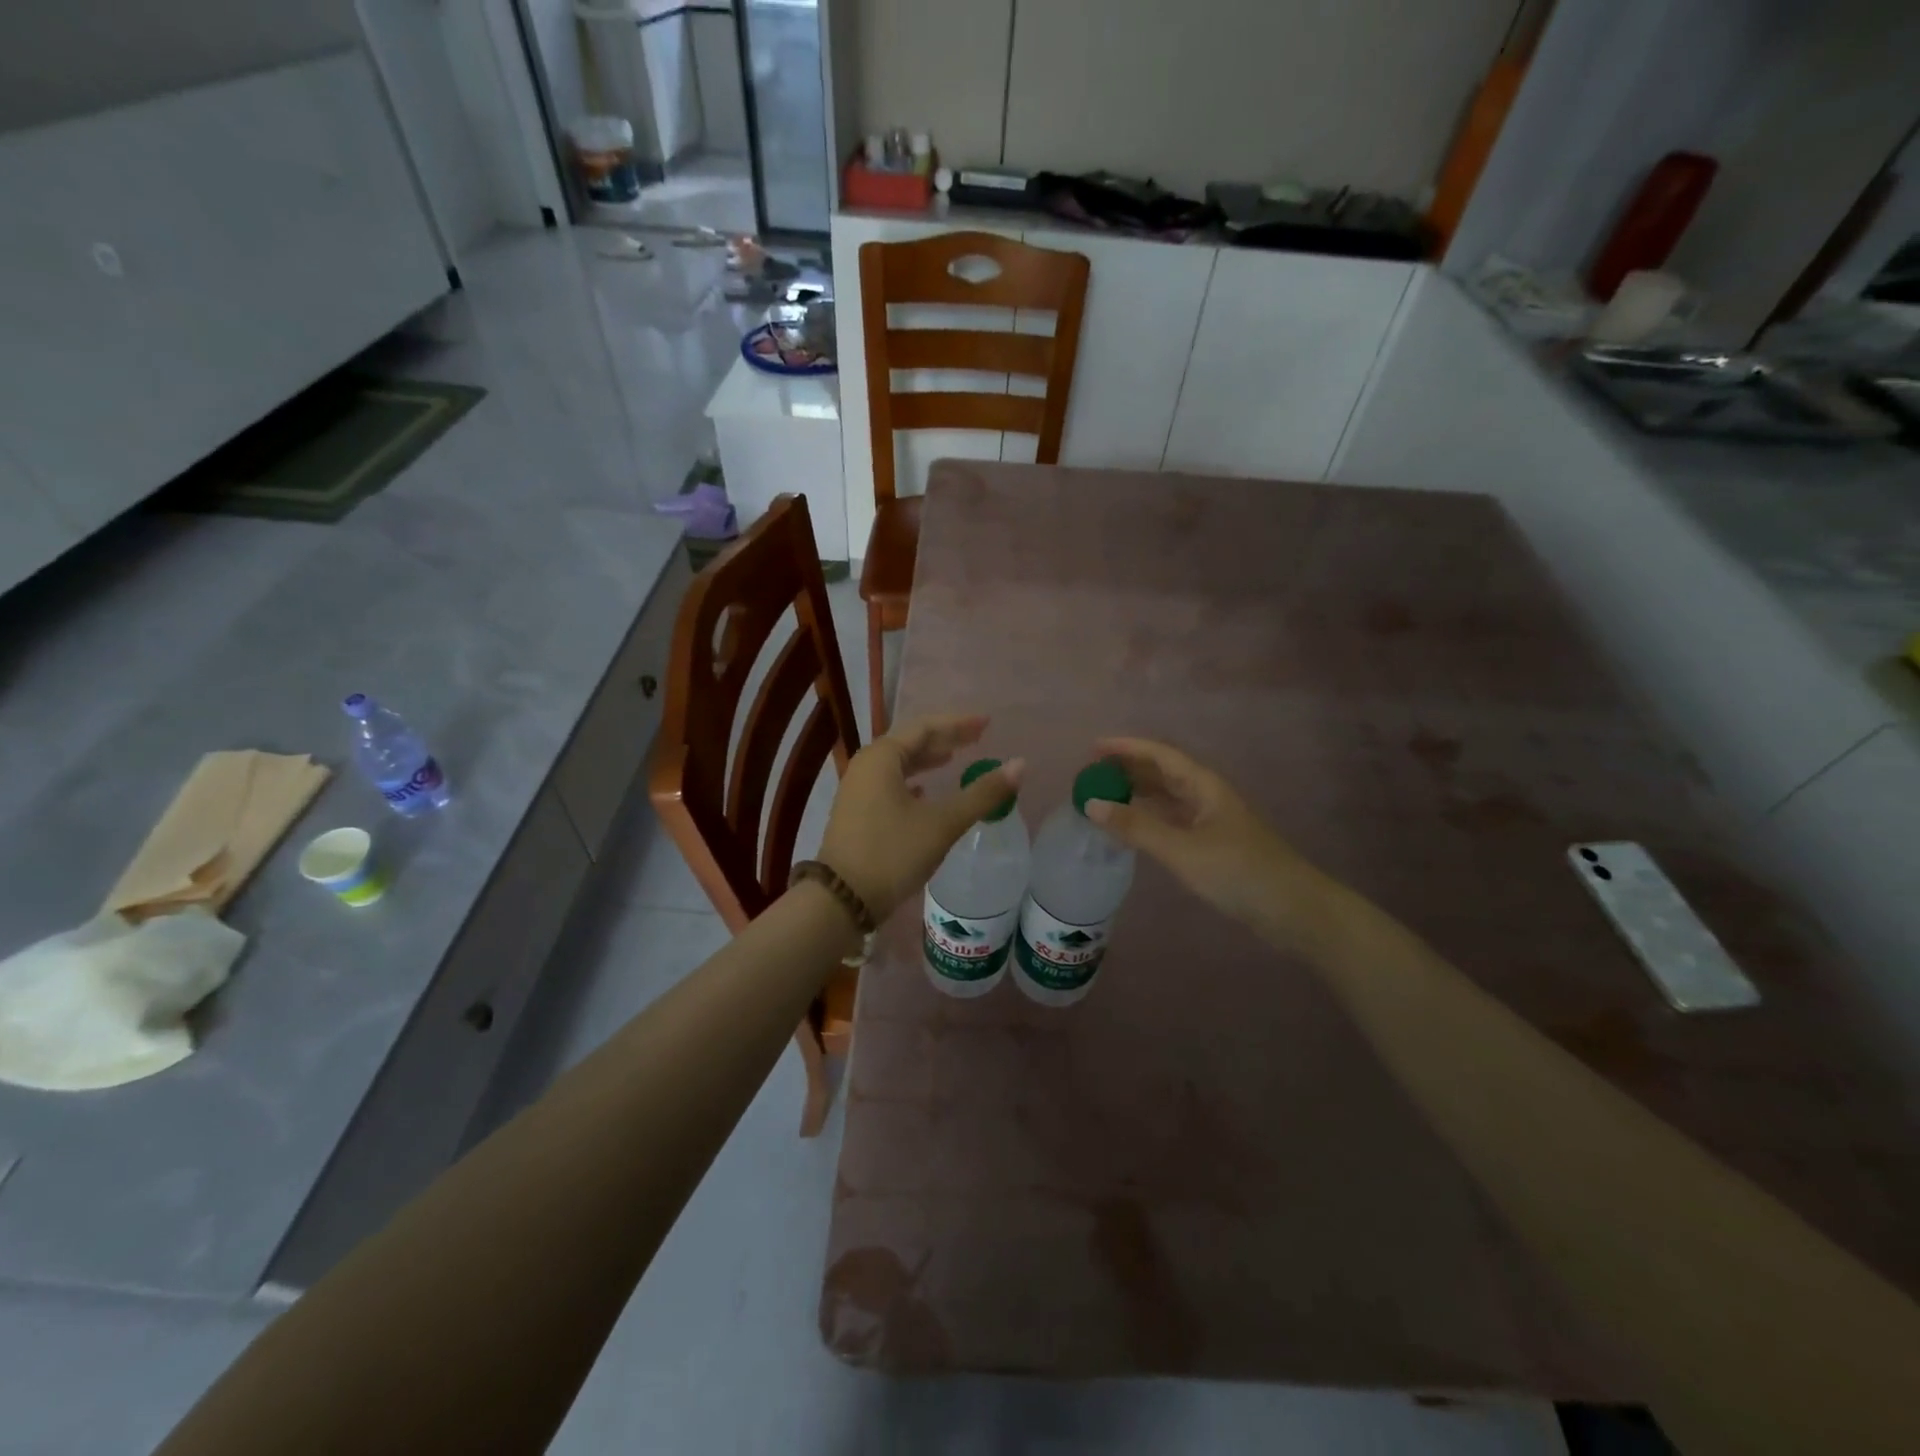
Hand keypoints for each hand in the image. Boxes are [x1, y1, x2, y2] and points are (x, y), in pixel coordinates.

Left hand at [818, 715, 1024, 920]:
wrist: (841, 900)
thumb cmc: (893, 853)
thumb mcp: (943, 823)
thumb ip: (982, 793)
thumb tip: (1020, 765)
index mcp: (882, 757)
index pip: (926, 727)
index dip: (958, 724)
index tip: (987, 723)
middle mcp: (866, 765)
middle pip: (910, 742)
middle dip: (944, 739)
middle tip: (977, 739)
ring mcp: (857, 789)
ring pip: (898, 764)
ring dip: (927, 760)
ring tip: (953, 759)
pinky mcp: (856, 812)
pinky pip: (889, 784)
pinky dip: (912, 781)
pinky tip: (924, 791)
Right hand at [1084, 737, 1311, 933]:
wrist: (1292, 909)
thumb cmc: (1238, 872)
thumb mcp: (1182, 849)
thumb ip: (1136, 827)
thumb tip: (1091, 804)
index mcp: (1204, 786)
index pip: (1159, 755)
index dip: (1126, 748)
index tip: (1092, 748)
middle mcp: (1207, 796)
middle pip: (1163, 772)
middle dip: (1127, 769)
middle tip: (1091, 774)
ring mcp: (1211, 821)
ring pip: (1167, 797)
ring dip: (1137, 793)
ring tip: (1104, 796)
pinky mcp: (1212, 844)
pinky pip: (1172, 820)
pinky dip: (1148, 818)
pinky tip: (1132, 828)